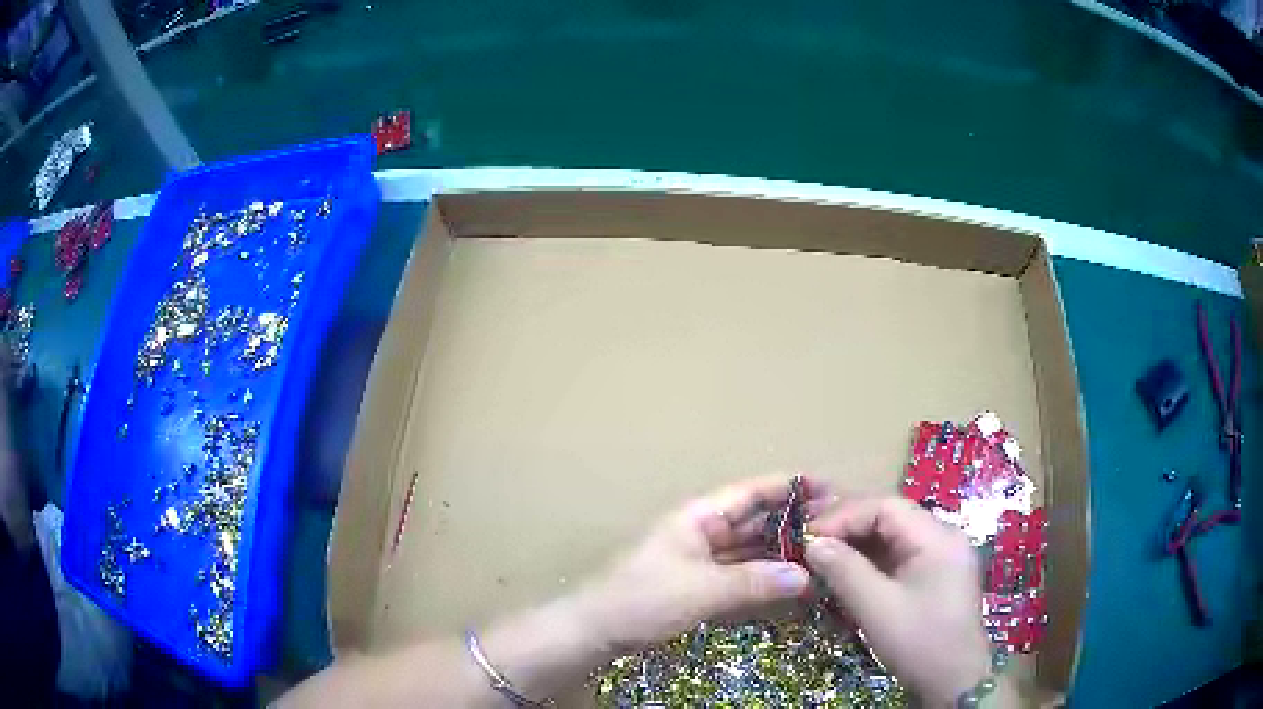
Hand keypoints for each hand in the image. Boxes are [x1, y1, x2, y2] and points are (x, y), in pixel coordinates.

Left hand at [577, 476, 830, 651]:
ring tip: (826, 550)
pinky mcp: (705, 583)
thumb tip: (806, 576)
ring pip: (753, 547)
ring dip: (784, 549)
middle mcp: (706, 531)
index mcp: (700, 516)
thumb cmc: (644, 598)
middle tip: (838, 522)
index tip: (828, 486)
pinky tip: (794, 579)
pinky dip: (768, 574)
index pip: (752, 492)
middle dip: (794, 519)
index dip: (789, 487)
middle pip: (757, 519)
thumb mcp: (701, 589)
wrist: (600, 629)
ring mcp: (705, 558)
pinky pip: (744, 572)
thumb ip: (754, 582)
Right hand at [805, 496, 993, 707]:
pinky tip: (847, 571)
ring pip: (893, 536)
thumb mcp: (877, 608)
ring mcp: (942, 556)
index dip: (844, 515)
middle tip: (811, 541)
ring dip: (858, 543)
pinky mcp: (936, 575)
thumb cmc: (918, 642)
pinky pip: (899, 556)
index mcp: (937, 537)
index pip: (886, 506)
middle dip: (849, 526)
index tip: (808, 535)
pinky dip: (871, 560)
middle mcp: (943, 536)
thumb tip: (813, 544)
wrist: (953, 680)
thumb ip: (844, 570)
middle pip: (891, 516)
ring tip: (823, 555)